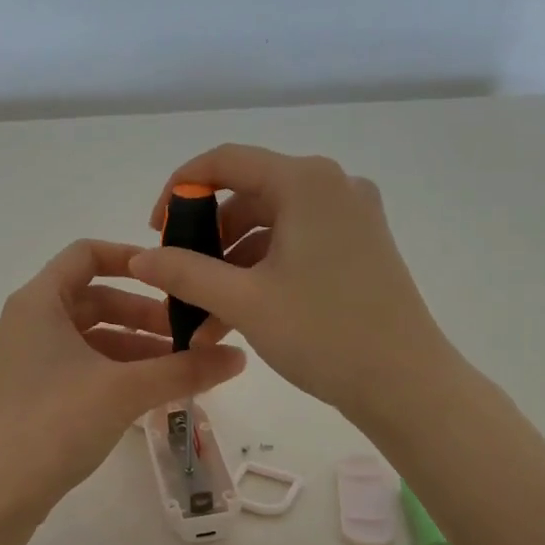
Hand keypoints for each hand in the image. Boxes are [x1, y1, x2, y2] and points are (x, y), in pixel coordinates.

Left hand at [0, 240, 246, 525]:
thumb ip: (184, 369)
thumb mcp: (126, 390)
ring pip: (90, 337)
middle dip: (145, 315)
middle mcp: (28, 322)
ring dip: (135, 348)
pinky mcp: (32, 393)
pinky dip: (115, 372)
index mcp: (39, 302)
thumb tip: (239, 357)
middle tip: (189, 336)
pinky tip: (149, 394)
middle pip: (95, 299)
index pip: (87, 254)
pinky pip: (81, 366)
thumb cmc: (55, 423)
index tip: (173, 278)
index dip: (132, 259)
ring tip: (178, 369)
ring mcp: (27, 360)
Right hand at [129, 144, 455, 426]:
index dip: (180, 190)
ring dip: (232, 266)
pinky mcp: (360, 246)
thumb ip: (184, 273)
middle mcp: (332, 186)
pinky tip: (239, 315)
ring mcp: (352, 217)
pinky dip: (264, 273)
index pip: (226, 161)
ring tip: (205, 317)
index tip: (156, 230)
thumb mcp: (244, 301)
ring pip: (272, 227)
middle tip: (180, 281)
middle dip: (207, 241)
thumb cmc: (322, 333)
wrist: (405, 382)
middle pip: (249, 195)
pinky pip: (297, 246)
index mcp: (306, 181)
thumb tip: (139, 258)